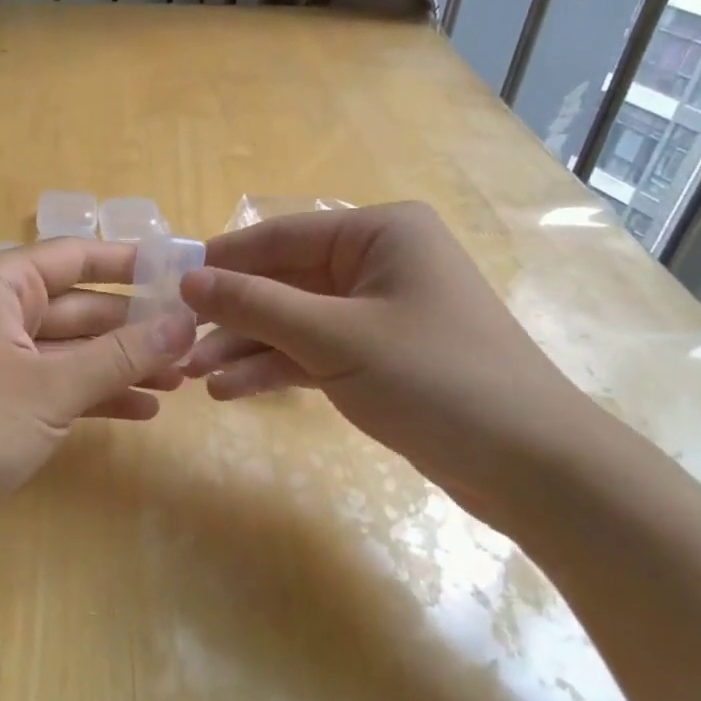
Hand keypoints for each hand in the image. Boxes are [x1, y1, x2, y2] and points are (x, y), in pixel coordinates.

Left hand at [0, 239, 196, 545]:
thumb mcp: (51, 388)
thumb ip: (121, 354)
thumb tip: (186, 322)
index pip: (77, 256)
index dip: (133, 264)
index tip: (185, 275)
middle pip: (78, 306)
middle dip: (135, 329)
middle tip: (195, 345)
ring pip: (68, 347)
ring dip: (119, 364)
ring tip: (179, 381)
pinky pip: (49, 379)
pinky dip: (90, 393)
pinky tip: (139, 410)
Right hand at [179, 202, 599, 528]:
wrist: (532, 467)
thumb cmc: (434, 378)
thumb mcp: (335, 338)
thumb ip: (256, 305)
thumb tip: (188, 279)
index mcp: (379, 233)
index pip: (280, 235)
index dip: (222, 261)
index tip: (168, 284)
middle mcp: (377, 262)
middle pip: (284, 281)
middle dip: (232, 316)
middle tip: (176, 341)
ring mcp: (377, 312)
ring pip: (294, 321)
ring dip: (246, 347)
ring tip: (194, 375)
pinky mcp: (378, 357)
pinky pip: (314, 352)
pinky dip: (276, 370)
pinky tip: (232, 392)